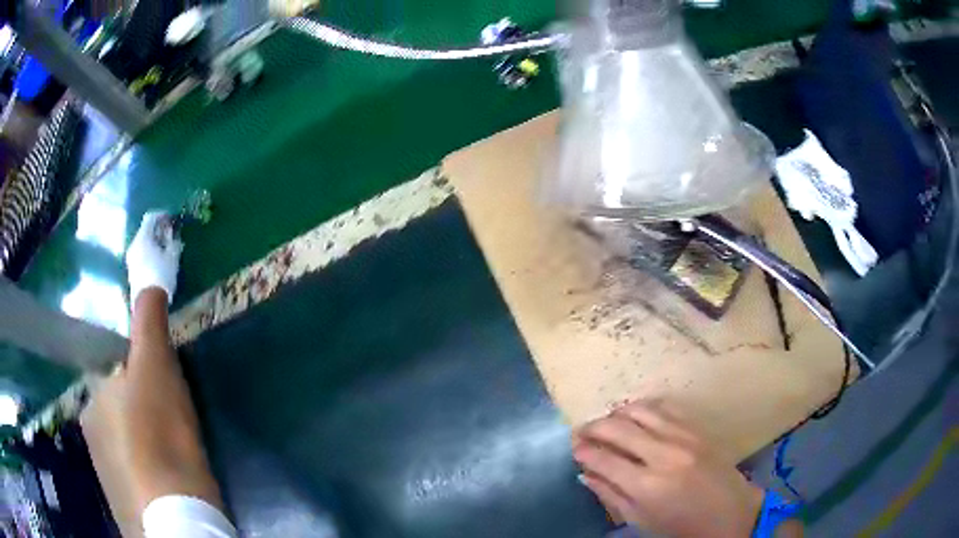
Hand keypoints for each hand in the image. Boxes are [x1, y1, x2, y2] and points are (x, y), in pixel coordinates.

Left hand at [126, 212, 182, 304]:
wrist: (148, 304)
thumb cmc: (161, 275)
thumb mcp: (172, 257)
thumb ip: (173, 243)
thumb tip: (175, 236)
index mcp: (143, 237)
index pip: (150, 217)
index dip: (161, 215)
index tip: (170, 218)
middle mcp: (134, 245)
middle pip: (145, 232)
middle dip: (156, 232)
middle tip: (167, 235)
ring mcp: (130, 260)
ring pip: (142, 245)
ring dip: (152, 245)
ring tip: (162, 251)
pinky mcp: (131, 272)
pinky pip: (140, 257)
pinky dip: (148, 255)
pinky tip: (156, 264)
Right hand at [573, 401, 763, 537]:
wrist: (731, 513)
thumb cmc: (682, 526)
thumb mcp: (641, 520)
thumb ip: (611, 495)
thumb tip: (585, 473)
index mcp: (646, 486)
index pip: (603, 458)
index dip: (582, 450)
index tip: (573, 448)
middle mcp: (663, 455)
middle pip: (617, 428)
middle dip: (592, 427)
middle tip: (581, 432)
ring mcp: (683, 437)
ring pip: (640, 411)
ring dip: (616, 414)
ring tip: (606, 423)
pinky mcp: (697, 429)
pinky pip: (665, 407)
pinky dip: (644, 408)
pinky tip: (635, 415)